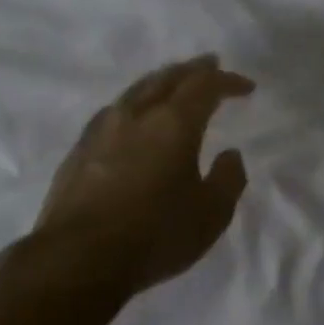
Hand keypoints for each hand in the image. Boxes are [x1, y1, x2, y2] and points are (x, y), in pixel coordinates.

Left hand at [33, 55, 254, 294]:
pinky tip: (132, 117)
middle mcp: (135, 115)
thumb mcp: (211, 214)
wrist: (78, 259)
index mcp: (173, 123)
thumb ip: (228, 179)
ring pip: (135, 91)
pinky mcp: (78, 150)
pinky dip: (134, 104)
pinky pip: (113, 111)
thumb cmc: (155, 236)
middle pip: (166, 78)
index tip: (246, 87)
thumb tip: (230, 154)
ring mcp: (101, 130)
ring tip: (172, 85)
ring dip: (160, 82)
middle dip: (192, 70)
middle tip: (209, 65)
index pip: (204, 86)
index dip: (228, 82)